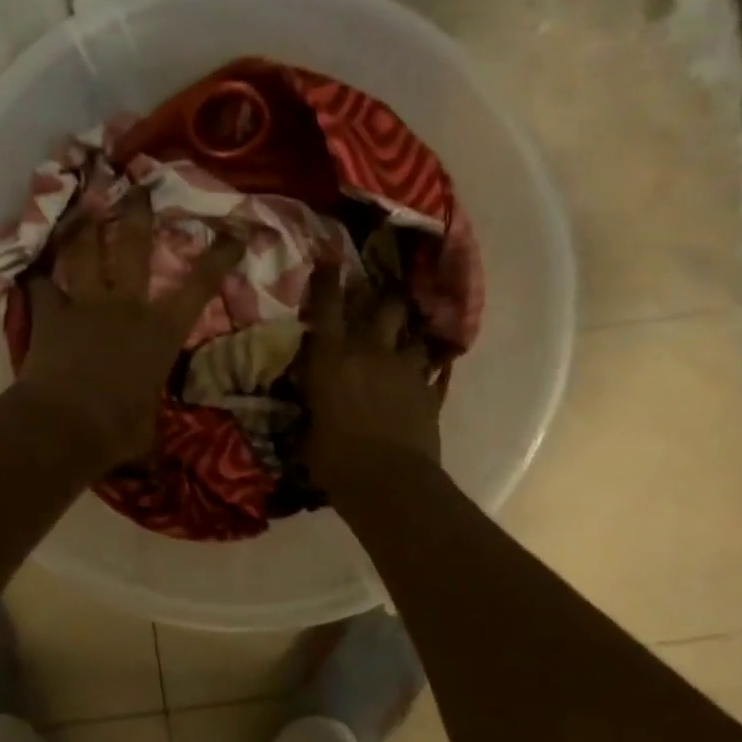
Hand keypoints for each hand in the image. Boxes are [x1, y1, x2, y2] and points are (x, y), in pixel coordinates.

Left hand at [16, 198, 242, 469]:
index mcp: (160, 331)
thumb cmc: (118, 430)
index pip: (199, 286)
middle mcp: (126, 306)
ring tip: (83, 204)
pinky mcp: (49, 316)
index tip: (235, 230)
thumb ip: (149, 416)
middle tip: (137, 185)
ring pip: (83, 252)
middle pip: (132, 246)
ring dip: (83, 226)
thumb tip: (148, 438)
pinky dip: (37, 275)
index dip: (219, 256)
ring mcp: (85, 306)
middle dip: (137, 212)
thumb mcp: (148, 427)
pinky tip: (32, 264)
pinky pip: (40, 286)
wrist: (65, 427)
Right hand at [303, 268, 444, 493]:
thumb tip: (308, 407)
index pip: (327, 307)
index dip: (326, 280)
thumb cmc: (335, 460)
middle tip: (379, 299)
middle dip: (383, 298)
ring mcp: (406, 370)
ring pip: (415, 336)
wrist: (390, 483)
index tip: (328, 259)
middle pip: (384, 307)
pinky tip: (431, 373)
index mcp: (332, 358)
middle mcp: (371, 352)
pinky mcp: (429, 392)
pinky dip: (431, 371)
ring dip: (409, 335)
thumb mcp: (307, 434)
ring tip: (407, 337)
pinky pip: (435, 372)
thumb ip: (310, 411)